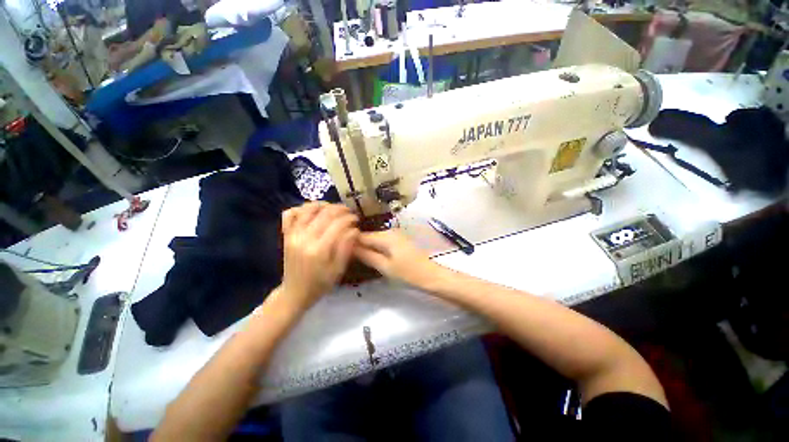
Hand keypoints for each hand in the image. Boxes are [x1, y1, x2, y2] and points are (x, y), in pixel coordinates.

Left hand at [279, 203, 358, 310]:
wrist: (294, 293)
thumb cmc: (320, 284)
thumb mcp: (338, 269)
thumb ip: (346, 248)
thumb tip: (355, 229)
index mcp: (319, 250)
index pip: (337, 224)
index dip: (349, 218)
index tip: (356, 219)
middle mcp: (304, 238)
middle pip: (324, 214)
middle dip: (339, 209)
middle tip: (349, 212)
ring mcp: (292, 235)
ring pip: (307, 209)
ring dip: (322, 205)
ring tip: (333, 208)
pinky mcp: (286, 235)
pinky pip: (289, 214)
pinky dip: (300, 208)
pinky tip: (312, 211)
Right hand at [354, 230, 440, 289]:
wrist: (430, 275)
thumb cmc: (407, 273)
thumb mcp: (384, 267)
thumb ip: (366, 255)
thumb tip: (350, 247)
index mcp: (385, 236)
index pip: (361, 236)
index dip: (351, 243)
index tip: (342, 252)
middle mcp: (390, 231)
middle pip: (369, 236)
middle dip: (359, 245)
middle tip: (350, 259)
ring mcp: (396, 235)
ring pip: (376, 239)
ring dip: (368, 247)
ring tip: (360, 259)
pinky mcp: (400, 240)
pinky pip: (383, 242)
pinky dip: (377, 248)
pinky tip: (374, 257)